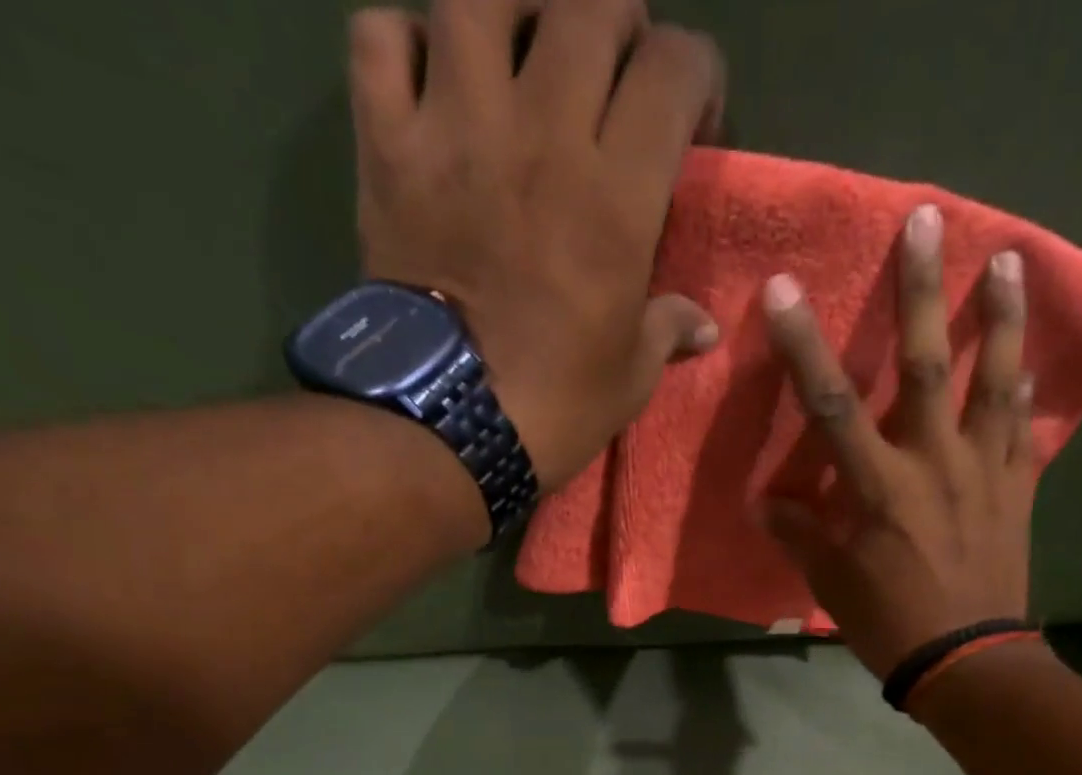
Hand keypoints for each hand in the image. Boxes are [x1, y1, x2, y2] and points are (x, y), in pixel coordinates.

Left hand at [345, 1, 723, 492]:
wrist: (447, 426)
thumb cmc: (555, 407)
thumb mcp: (631, 377)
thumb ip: (668, 330)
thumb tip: (701, 326)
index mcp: (615, 195)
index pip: (675, 68)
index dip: (697, 79)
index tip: (692, 127)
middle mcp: (541, 133)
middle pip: (589, 6)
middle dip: (619, 26)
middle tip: (615, 77)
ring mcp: (454, 128)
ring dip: (512, 11)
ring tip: (523, 52)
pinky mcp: (386, 145)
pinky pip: (380, 37)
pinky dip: (404, 42)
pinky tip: (431, 81)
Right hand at [758, 205, 1041, 680]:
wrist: (968, 662)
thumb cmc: (891, 624)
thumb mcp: (832, 586)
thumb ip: (801, 537)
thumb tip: (766, 505)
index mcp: (879, 488)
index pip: (833, 406)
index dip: (805, 347)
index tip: (786, 290)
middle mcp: (934, 463)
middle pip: (925, 366)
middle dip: (921, 292)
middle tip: (927, 221)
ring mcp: (984, 471)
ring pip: (994, 381)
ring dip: (1000, 318)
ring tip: (1009, 260)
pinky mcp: (1017, 489)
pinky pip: (1023, 428)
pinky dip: (1026, 390)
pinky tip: (1029, 360)